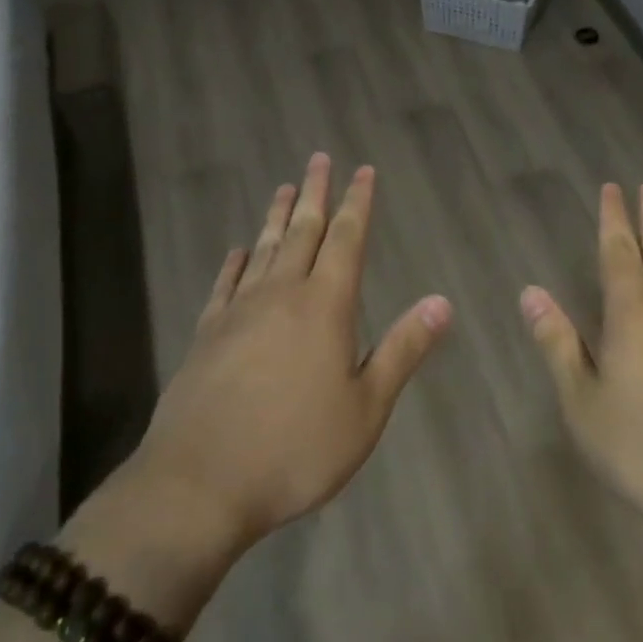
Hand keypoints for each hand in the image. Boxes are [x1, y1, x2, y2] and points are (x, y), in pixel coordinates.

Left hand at [120, 153, 452, 558]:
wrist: (200, 483)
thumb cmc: (296, 449)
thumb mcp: (366, 409)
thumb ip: (402, 350)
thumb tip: (442, 302)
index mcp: (325, 306)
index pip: (346, 239)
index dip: (357, 203)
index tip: (363, 171)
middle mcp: (282, 293)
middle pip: (303, 230)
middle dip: (315, 193)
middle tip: (320, 158)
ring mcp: (239, 310)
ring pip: (264, 248)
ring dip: (278, 216)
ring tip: (285, 187)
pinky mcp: (207, 333)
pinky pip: (225, 283)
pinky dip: (236, 262)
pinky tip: (239, 251)